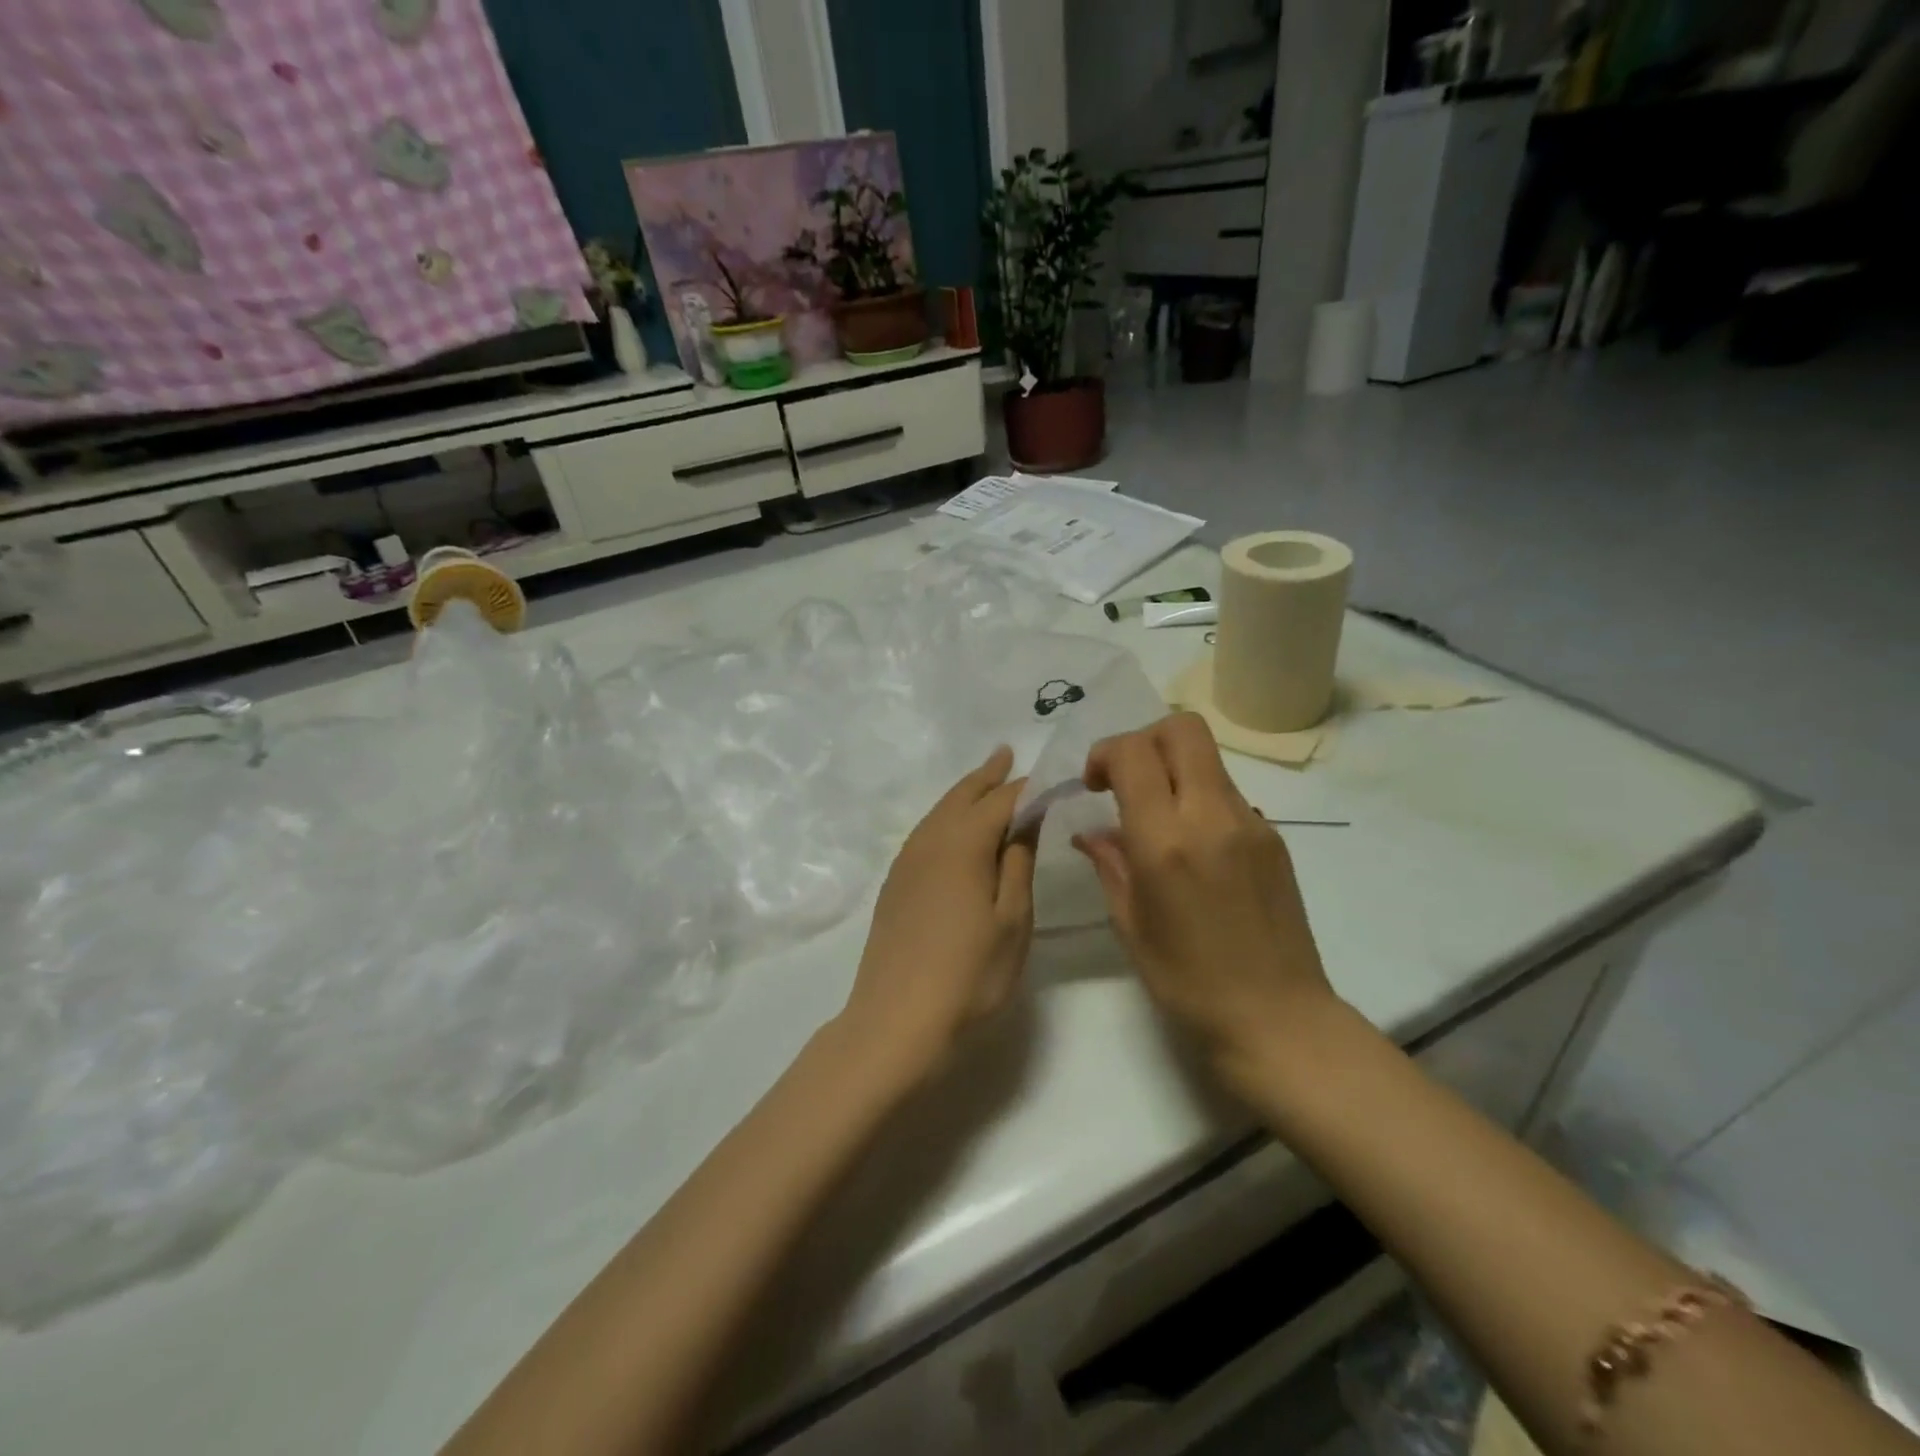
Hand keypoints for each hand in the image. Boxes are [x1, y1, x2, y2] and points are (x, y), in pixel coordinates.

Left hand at [839, 747, 1036, 1084]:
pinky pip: (924, 833)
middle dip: (986, 776)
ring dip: (962, 793)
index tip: (1049, 778)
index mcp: (963, 845)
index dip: (1026, 788)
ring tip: (982, 781)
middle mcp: (929, 843)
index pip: (1001, 802)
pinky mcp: (894, 885)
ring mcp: (906, 863)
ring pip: (938, 812)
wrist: (896, 1022)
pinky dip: (944, 818)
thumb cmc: (968, 975)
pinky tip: (951, 829)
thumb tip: (1024, 824)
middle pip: (961, 797)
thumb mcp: (1012, 922)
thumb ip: (1017, 866)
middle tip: (1006, 754)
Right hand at [1075, 713, 1338, 1091]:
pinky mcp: (1274, 836)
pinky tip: (1193, 846)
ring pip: (1208, 757)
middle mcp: (1211, 816)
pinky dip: (1200, 797)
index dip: (1105, 753)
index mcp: (1166, 842)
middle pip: (1181, 729)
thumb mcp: (1131, 925)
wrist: (1278, 1019)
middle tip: (1126, 779)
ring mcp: (1251, 822)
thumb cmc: (1188, 983)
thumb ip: (1110, 864)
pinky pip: (1228, 792)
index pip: (1134, 752)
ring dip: (1173, 768)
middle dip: (1144, 740)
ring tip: (1158, 816)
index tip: (1093, 785)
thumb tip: (1091, 832)